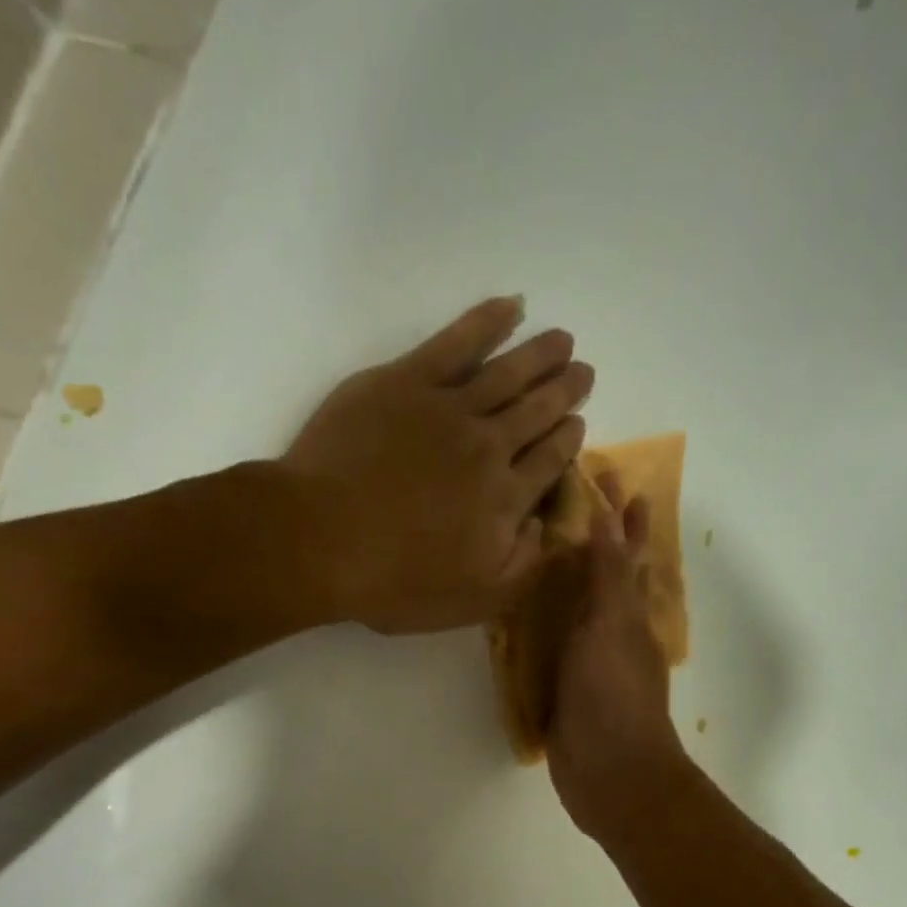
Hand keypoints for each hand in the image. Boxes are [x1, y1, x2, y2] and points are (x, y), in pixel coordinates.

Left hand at [281, 296, 594, 633]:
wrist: (321, 539)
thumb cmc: (395, 580)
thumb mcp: (474, 599)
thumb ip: (521, 564)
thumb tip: (542, 524)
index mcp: (505, 499)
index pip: (549, 462)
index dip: (568, 440)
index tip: (578, 423)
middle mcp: (489, 447)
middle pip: (537, 412)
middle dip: (564, 391)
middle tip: (584, 371)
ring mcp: (448, 408)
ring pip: (508, 373)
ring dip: (540, 355)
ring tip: (563, 340)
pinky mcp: (406, 381)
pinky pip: (456, 342)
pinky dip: (487, 322)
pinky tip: (510, 307)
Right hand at [548, 475, 686, 838]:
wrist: (611, 774)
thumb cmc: (614, 697)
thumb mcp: (611, 627)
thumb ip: (608, 577)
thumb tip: (610, 519)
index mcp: (629, 613)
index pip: (626, 552)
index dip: (620, 516)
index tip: (609, 476)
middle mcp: (614, 631)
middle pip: (608, 575)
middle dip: (599, 540)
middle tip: (576, 503)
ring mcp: (590, 661)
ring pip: (582, 607)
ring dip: (571, 578)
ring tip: (548, 548)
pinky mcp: (567, 688)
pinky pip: (556, 643)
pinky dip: (547, 621)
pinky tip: (528, 615)